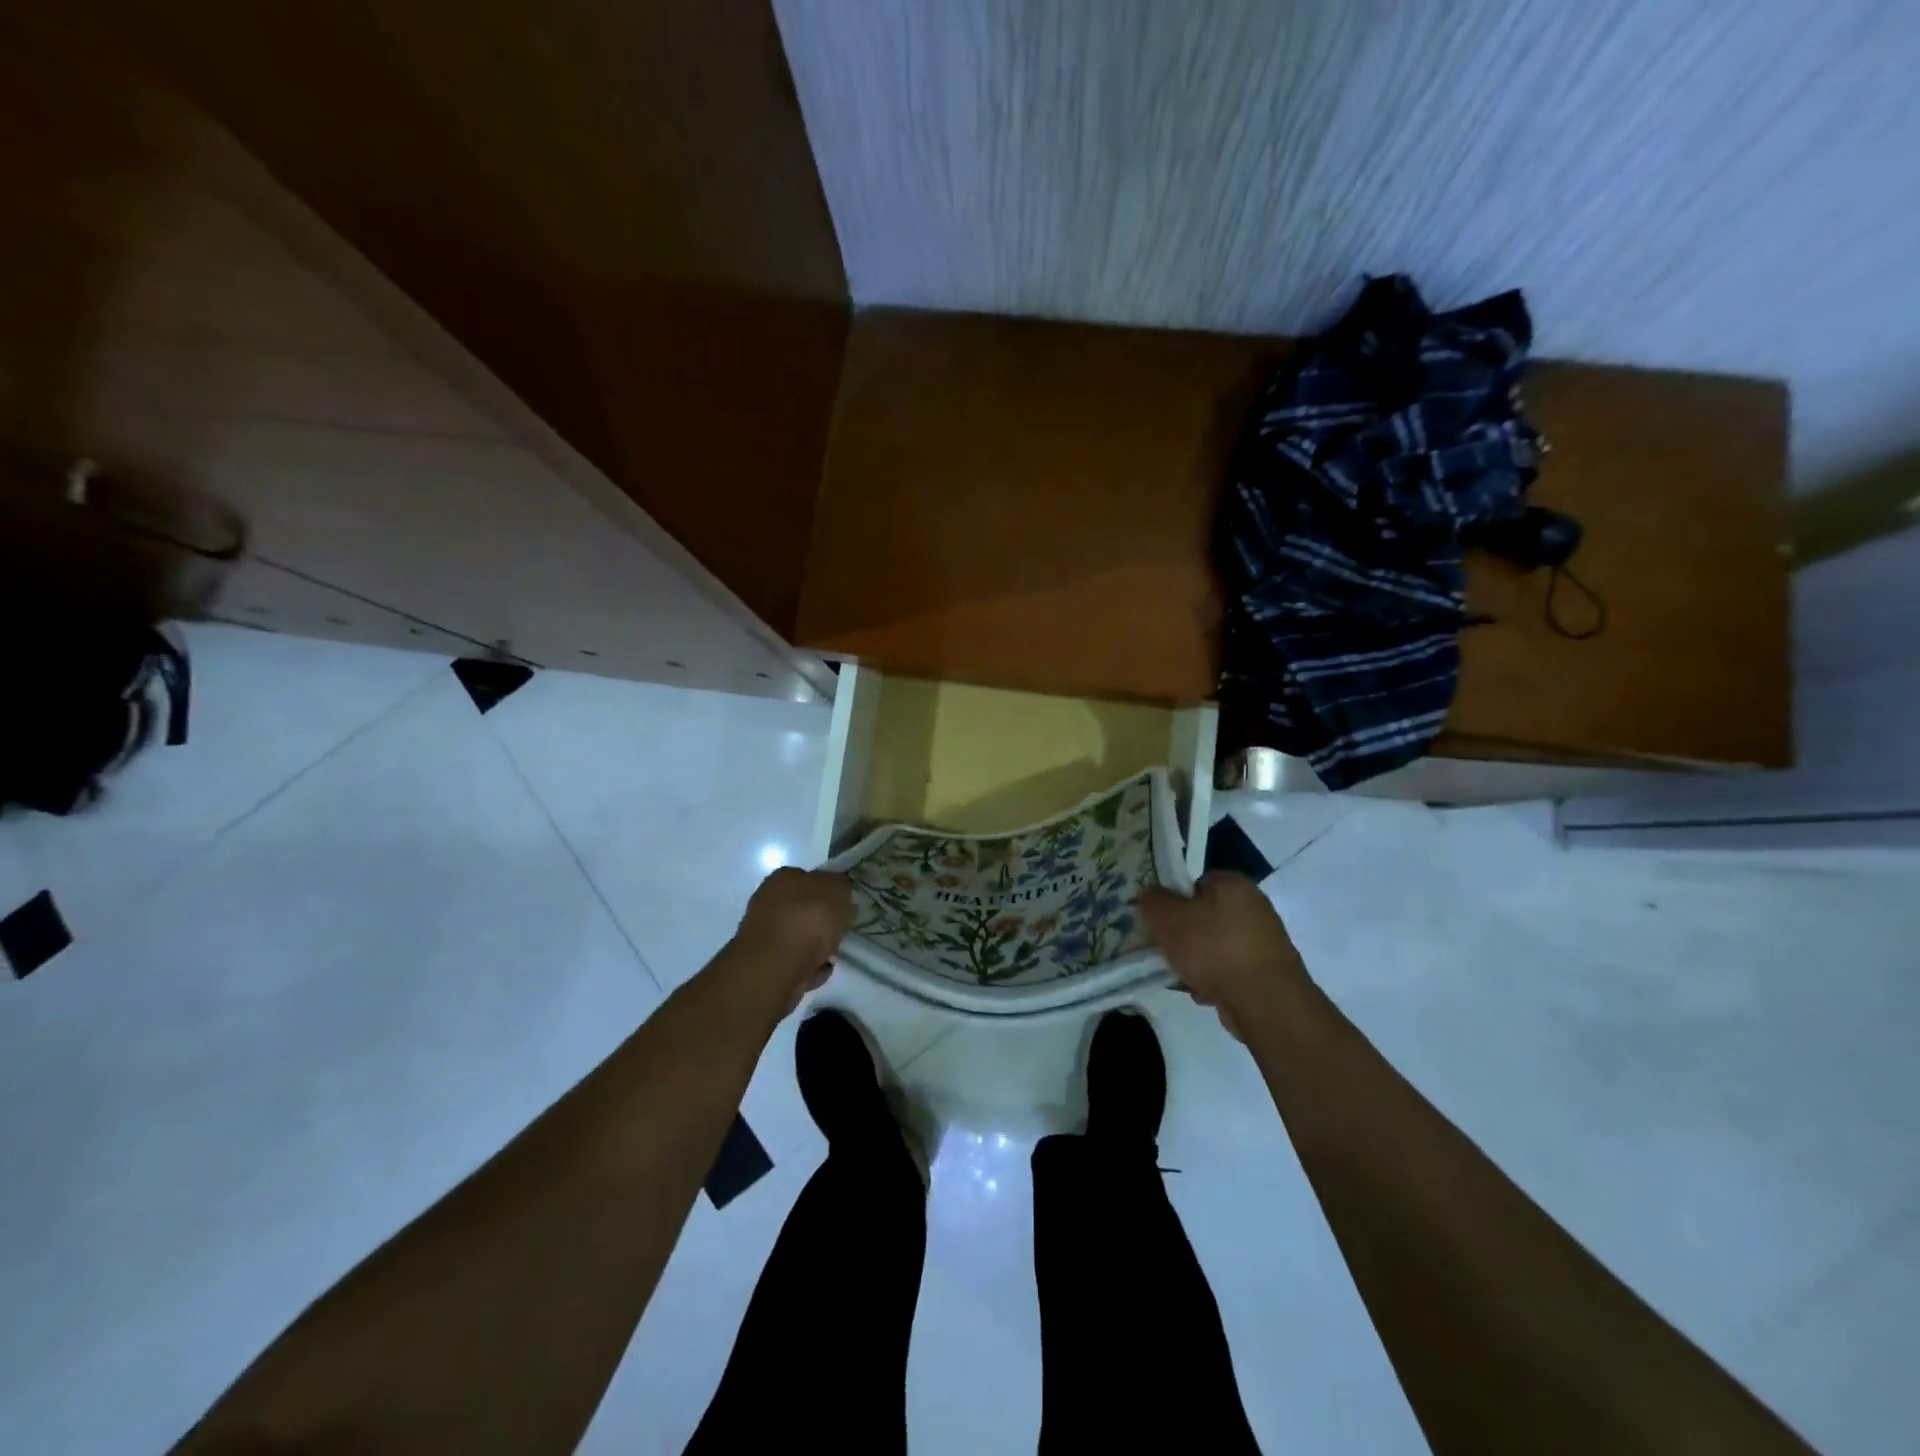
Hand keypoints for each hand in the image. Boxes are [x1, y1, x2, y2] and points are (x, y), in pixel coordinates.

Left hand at [729, 868, 853, 1011]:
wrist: (777, 966)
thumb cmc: (809, 919)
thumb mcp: (838, 890)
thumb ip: (841, 887)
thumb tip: (838, 895)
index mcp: (783, 878)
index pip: (809, 878)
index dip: (828, 891)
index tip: (844, 906)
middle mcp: (767, 901)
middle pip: (802, 908)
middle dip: (821, 920)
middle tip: (841, 930)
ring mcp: (763, 934)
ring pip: (797, 935)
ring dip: (815, 944)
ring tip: (834, 954)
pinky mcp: (764, 963)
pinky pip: (794, 961)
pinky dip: (808, 965)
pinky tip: (822, 969)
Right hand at [1140, 872, 1311, 1039]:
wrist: (1264, 1001)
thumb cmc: (1213, 948)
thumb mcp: (1168, 918)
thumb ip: (1152, 902)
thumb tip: (1149, 895)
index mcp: (1233, 883)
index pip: (1196, 882)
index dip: (1174, 900)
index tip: (1160, 921)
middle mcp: (1254, 906)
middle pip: (1205, 916)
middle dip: (1184, 935)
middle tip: (1166, 950)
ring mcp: (1264, 941)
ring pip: (1216, 946)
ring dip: (1197, 962)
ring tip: (1183, 977)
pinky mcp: (1268, 973)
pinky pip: (1230, 970)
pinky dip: (1216, 981)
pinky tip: (1204, 993)